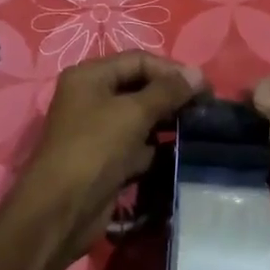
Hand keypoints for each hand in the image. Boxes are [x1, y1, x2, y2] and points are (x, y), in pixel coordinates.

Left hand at [10, 51, 204, 263]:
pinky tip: (182, 150)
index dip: (172, 70)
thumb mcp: (133, 113)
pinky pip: (139, 144)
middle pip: (140, 86)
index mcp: (90, 76)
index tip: (204, 87)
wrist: (63, 209)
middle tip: (206, 108)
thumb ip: (167, 91)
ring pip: (141, 117)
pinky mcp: (108, 158)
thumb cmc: (95, 148)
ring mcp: (99, 130)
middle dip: (172, 95)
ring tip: (200, 127)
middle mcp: (92, 97)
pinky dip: (158, 146)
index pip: (138, 60)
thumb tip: (198, 73)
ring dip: (168, 121)